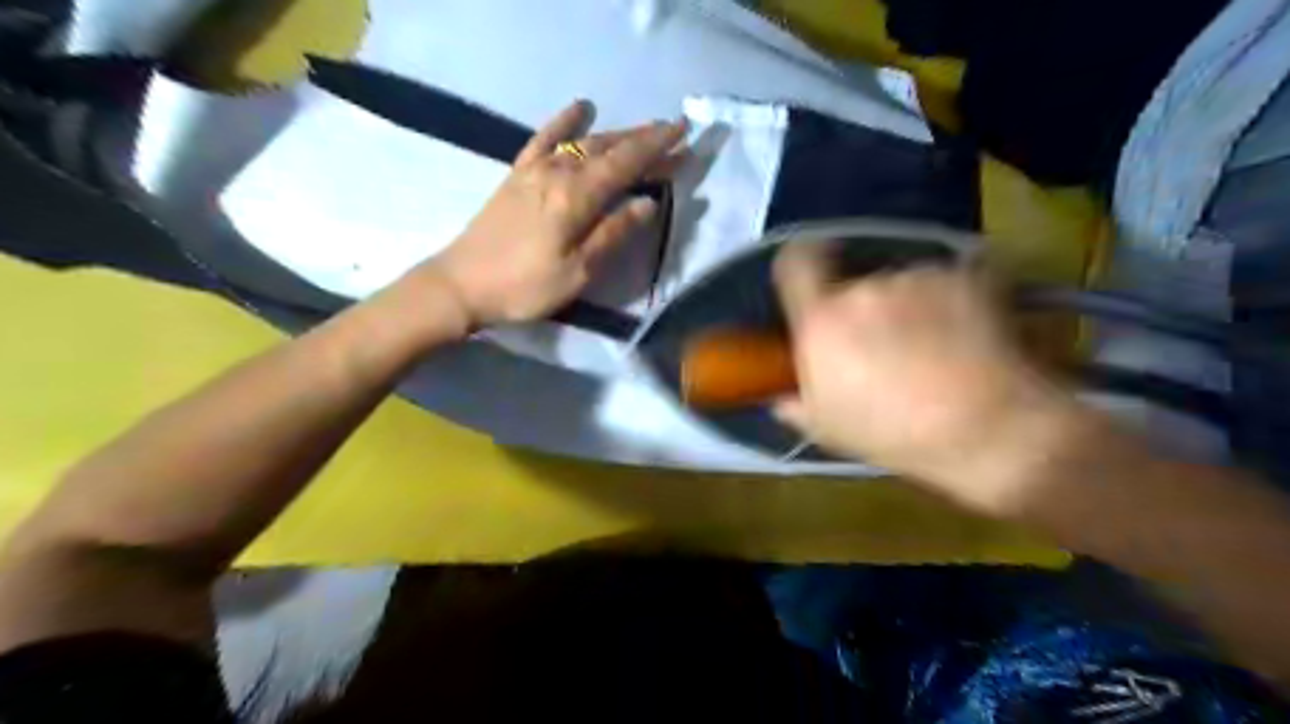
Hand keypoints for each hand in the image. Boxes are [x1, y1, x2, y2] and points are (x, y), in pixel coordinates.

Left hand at [412, 100, 685, 327]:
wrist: (461, 285)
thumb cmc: (525, 287)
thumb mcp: (577, 272)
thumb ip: (613, 234)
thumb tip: (648, 204)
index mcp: (576, 197)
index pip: (626, 163)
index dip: (657, 147)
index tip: (684, 133)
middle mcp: (558, 173)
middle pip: (609, 148)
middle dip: (644, 139)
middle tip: (675, 133)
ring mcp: (534, 170)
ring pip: (584, 142)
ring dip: (617, 135)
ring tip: (643, 131)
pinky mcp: (517, 175)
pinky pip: (544, 138)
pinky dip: (565, 122)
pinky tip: (581, 108)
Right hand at [771, 242, 1078, 514]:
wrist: (988, 430)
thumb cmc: (895, 435)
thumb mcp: (828, 429)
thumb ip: (795, 403)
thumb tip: (781, 396)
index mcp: (822, 320)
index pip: (796, 260)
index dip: (801, 265)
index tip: (814, 286)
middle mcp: (864, 288)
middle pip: (853, 279)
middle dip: (860, 304)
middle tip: (880, 343)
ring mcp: (918, 278)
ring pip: (900, 282)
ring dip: (905, 305)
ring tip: (931, 346)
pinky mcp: (965, 277)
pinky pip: (943, 282)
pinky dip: (947, 301)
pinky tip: (963, 337)